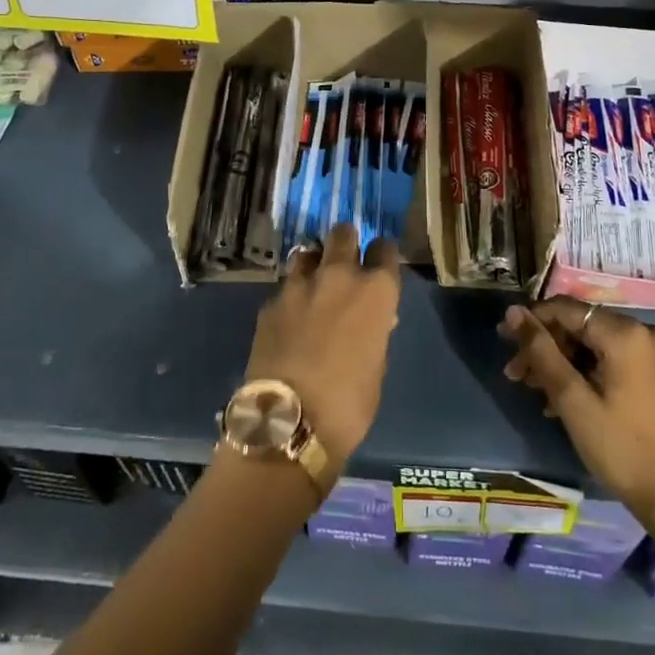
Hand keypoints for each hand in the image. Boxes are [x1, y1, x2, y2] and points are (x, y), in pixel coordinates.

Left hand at [244, 223, 401, 480]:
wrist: (290, 421)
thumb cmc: (350, 403)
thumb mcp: (377, 366)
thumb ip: (375, 332)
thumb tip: (372, 320)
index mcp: (375, 291)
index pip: (385, 249)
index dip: (382, 256)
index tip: (379, 267)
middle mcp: (338, 276)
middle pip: (342, 233)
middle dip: (346, 243)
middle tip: (345, 264)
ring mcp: (299, 285)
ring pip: (307, 252)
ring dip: (314, 263)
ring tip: (314, 285)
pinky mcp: (270, 302)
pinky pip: (284, 287)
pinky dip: (291, 297)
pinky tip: (290, 319)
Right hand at [499, 298, 654, 524]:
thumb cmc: (620, 448)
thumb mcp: (572, 399)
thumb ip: (541, 351)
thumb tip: (512, 312)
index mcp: (626, 333)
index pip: (565, 309)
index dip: (531, 321)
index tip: (503, 339)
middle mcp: (643, 331)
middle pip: (579, 326)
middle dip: (544, 347)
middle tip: (515, 374)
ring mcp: (653, 352)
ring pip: (591, 343)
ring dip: (560, 362)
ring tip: (533, 389)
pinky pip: (608, 357)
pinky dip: (583, 371)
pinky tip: (560, 397)